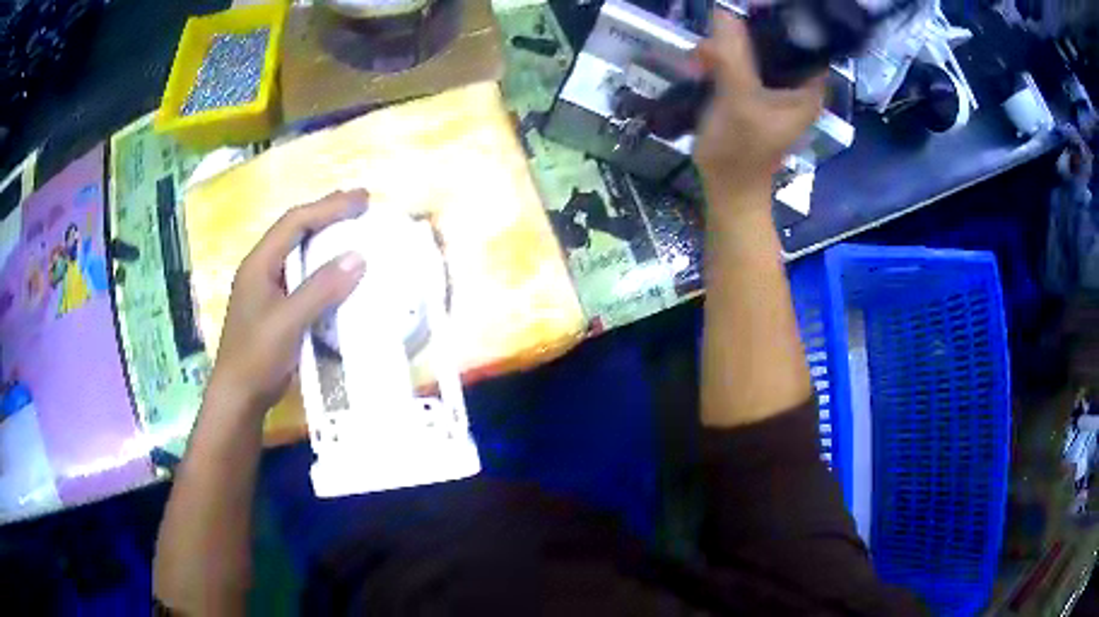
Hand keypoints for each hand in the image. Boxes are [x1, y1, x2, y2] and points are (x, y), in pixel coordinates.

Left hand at [207, 190, 367, 414]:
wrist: (239, 396)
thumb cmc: (257, 356)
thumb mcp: (289, 321)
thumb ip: (321, 289)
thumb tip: (358, 256)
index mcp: (259, 263)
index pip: (294, 223)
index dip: (328, 207)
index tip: (362, 200)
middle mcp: (261, 269)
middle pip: (294, 230)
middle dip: (326, 213)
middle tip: (360, 204)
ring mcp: (267, 289)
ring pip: (298, 252)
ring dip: (325, 237)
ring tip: (352, 229)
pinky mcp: (275, 308)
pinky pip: (302, 276)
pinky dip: (322, 266)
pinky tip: (337, 271)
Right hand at [693, 12, 825, 204]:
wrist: (727, 190)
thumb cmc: (741, 151)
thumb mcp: (738, 99)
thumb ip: (732, 56)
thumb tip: (723, 11)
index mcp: (807, 90)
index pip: (804, 44)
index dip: (782, 25)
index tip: (753, 14)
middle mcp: (796, 87)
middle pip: (776, 45)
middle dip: (746, 36)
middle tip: (717, 38)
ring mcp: (774, 92)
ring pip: (756, 54)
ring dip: (728, 48)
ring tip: (703, 56)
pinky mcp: (754, 96)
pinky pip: (741, 67)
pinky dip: (722, 61)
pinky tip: (702, 64)